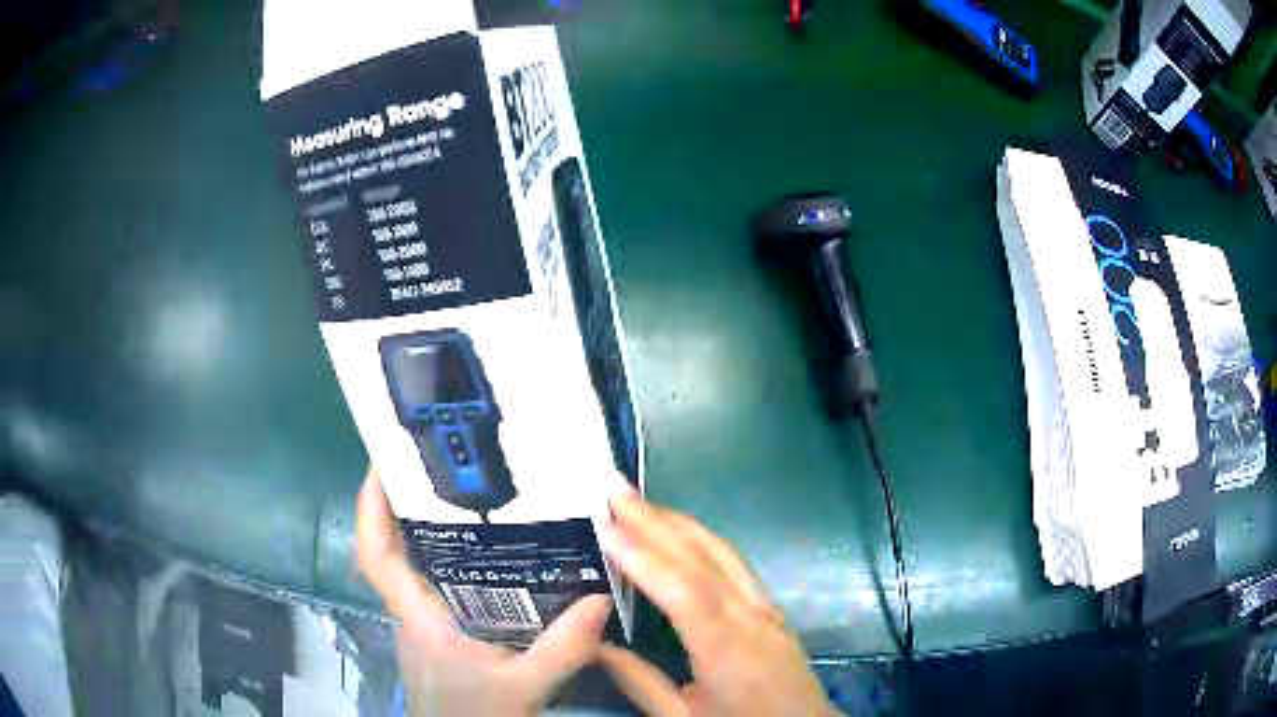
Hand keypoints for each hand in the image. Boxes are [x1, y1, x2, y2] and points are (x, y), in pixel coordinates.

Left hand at [355, 468, 611, 715]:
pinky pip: (436, 586)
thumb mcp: (524, 688)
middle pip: (392, 549)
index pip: (376, 556)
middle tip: (439, 466)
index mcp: (418, 617)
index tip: (382, 462)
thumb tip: (601, 599)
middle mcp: (411, 612)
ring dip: (426, 530)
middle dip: (403, 504)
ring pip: (413, 567)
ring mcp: (421, 623)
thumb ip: (562, 649)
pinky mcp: (435, 633)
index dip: (369, 508)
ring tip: (467, 498)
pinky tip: (491, 560)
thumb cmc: (476, 716)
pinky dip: (451, 563)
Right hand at [597, 485, 835, 715]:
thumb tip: (594, 644)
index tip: (605, 524)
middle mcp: (752, 618)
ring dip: (678, 521)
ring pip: (722, 553)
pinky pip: (735, 563)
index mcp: (728, 651)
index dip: (645, 555)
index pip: (685, 592)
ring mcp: (767, 608)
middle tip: (612, 486)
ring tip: (637, 500)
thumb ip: (638, 682)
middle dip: (655, 519)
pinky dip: (701, 539)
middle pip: (703, 559)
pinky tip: (679, 532)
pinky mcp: (772, 608)